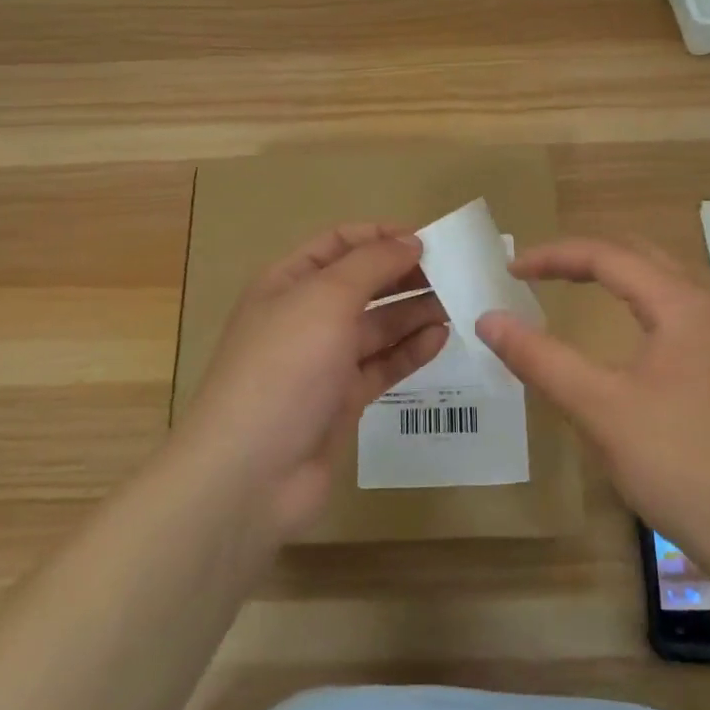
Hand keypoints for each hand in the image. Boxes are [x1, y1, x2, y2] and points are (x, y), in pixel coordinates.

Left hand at [176, 224, 448, 541]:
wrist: (251, 472)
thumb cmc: (284, 367)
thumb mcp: (326, 299)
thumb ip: (371, 264)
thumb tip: (409, 241)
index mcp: (288, 283)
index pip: (338, 243)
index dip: (380, 236)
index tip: (427, 239)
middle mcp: (304, 317)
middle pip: (362, 284)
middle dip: (403, 274)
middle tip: (453, 272)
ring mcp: (323, 362)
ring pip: (376, 326)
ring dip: (414, 312)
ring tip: (458, 303)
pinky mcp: (342, 401)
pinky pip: (381, 365)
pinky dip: (409, 350)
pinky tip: (440, 339)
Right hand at [476, 238, 709, 563]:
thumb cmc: (676, 462)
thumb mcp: (598, 407)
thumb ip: (540, 358)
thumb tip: (488, 319)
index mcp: (680, 304)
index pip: (608, 256)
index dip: (553, 257)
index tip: (509, 270)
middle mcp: (704, 308)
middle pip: (638, 256)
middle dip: (583, 256)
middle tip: (536, 270)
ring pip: (658, 281)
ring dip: (611, 274)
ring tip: (568, 283)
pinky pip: (668, 310)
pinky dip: (632, 300)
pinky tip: (617, 326)